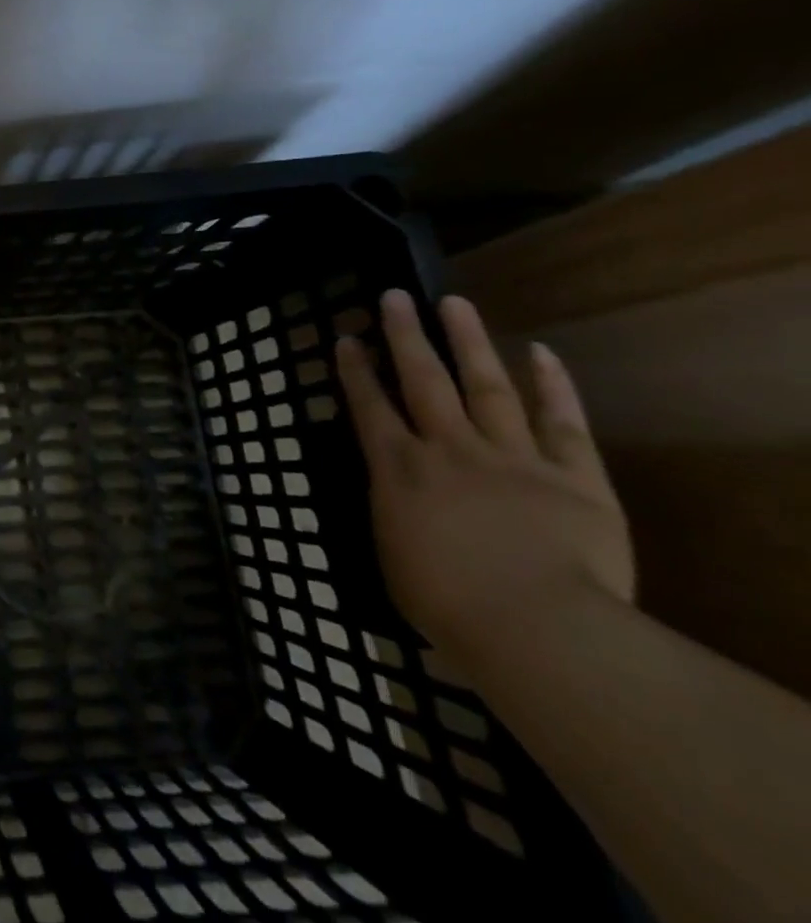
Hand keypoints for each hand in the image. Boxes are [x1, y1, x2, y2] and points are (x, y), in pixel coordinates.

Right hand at [335, 290, 633, 667]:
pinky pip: (562, 423)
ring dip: (468, 342)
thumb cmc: (447, 603)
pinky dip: (553, 386)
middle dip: (405, 336)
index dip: (355, 371)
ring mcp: (512, 457)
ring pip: (486, 386)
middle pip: (422, 380)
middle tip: (394, 296)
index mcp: (399, 470)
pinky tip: (540, 351)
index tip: (347, 339)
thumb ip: (394, 515)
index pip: (369, 407)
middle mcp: (448, 448)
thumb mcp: (393, 557)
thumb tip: (394, 498)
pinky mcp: (574, 477)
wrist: (537, 626)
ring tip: (454, 303)